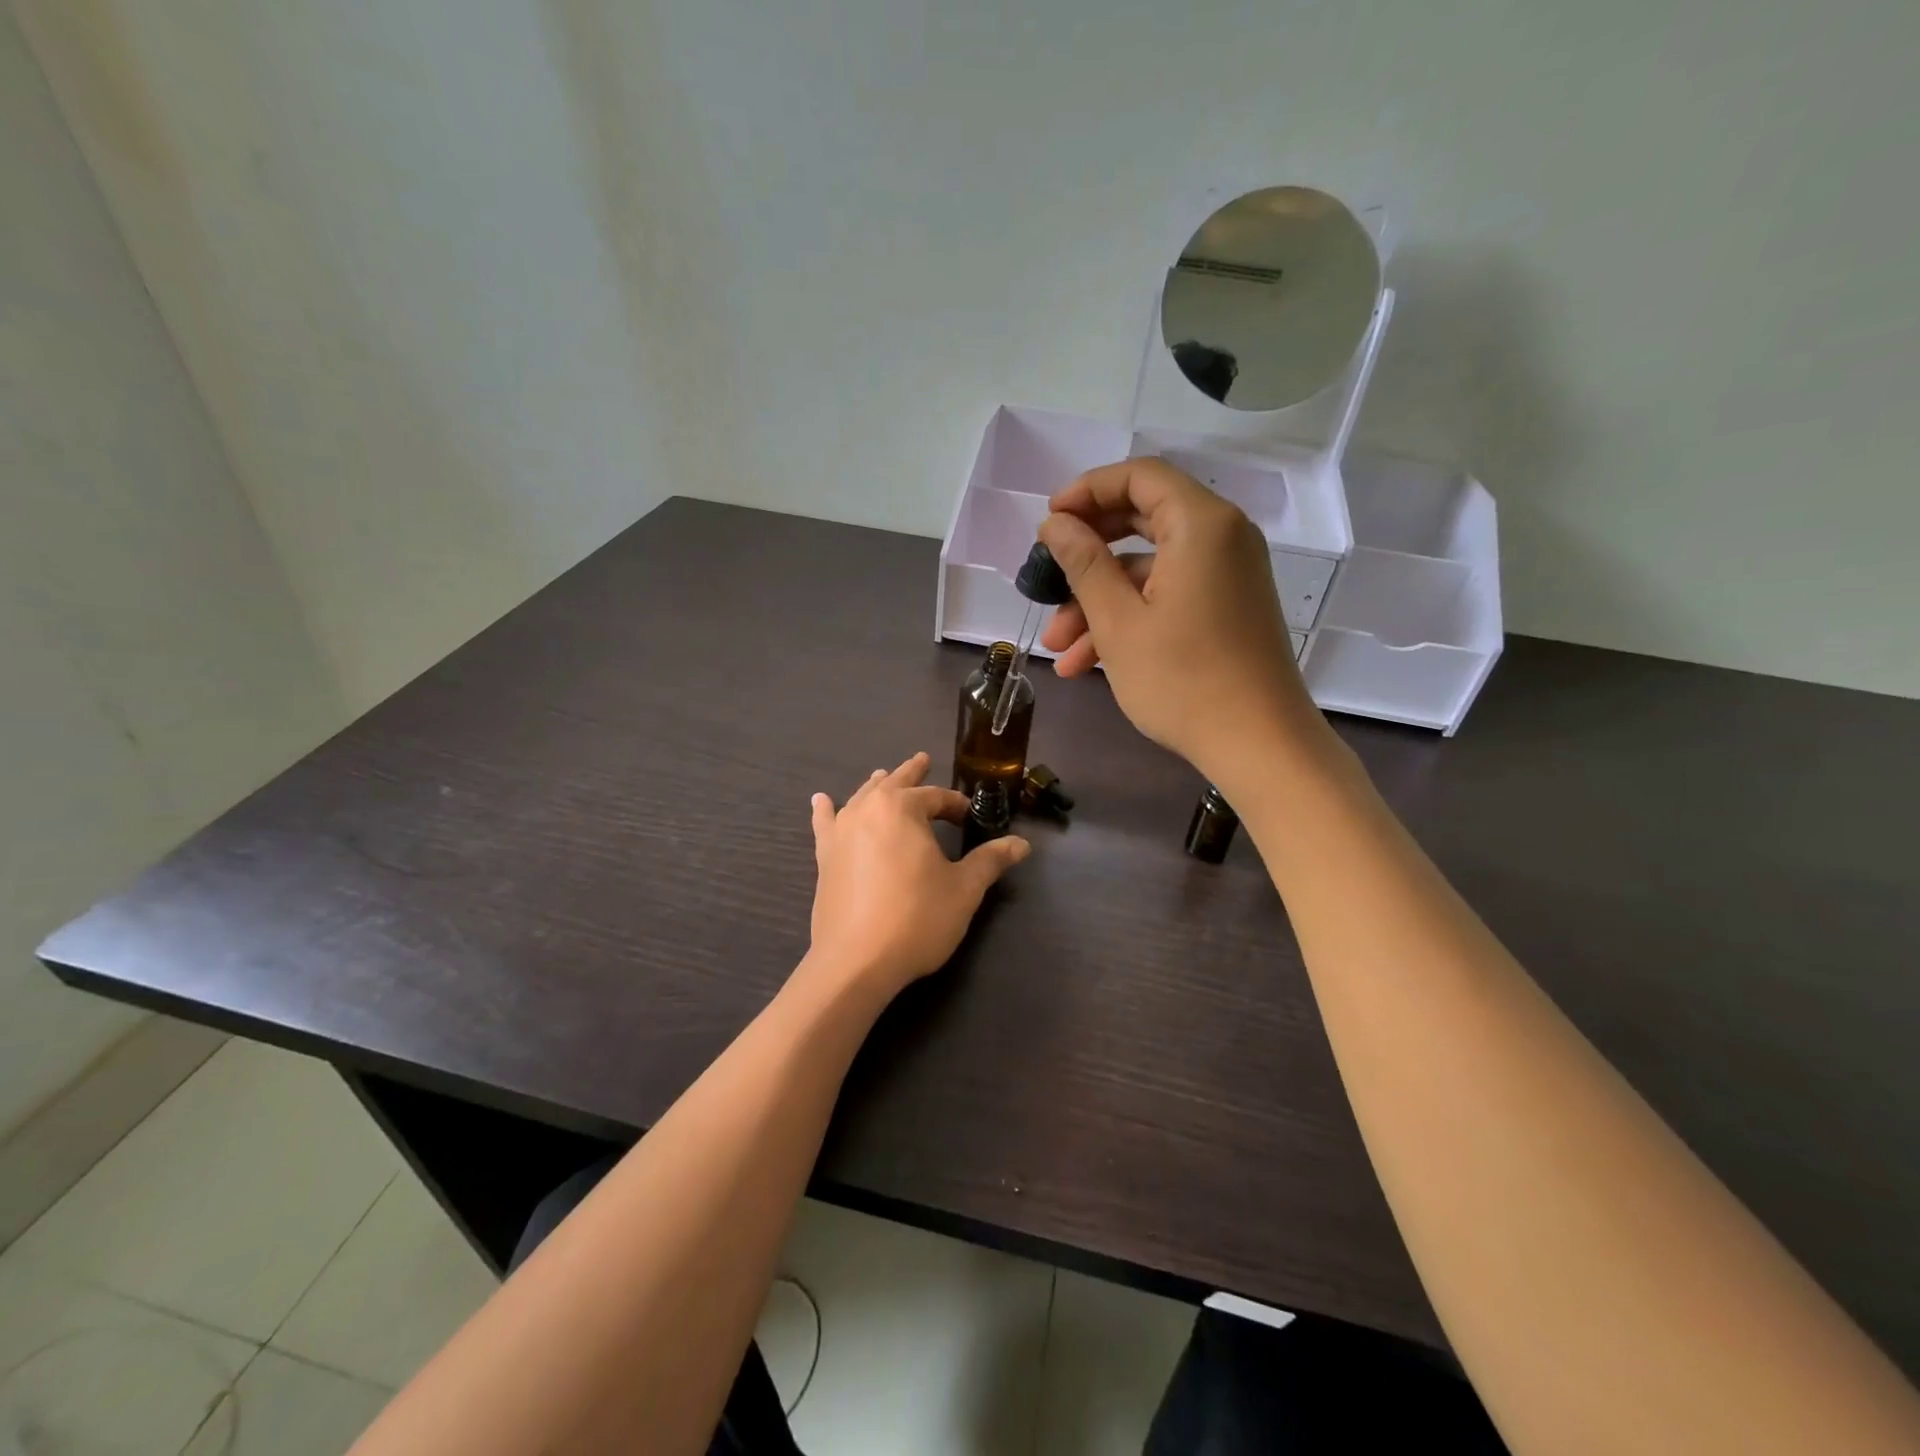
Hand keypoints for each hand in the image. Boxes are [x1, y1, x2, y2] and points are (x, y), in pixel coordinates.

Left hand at [804, 752, 1029, 1000]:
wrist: (856, 961)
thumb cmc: (916, 919)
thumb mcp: (963, 889)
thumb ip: (990, 861)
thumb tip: (1021, 844)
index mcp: (903, 809)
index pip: (935, 797)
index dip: (955, 805)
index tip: (969, 817)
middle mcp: (867, 810)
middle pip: (894, 784)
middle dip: (912, 773)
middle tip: (923, 760)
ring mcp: (841, 832)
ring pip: (862, 798)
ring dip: (877, 786)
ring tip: (883, 775)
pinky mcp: (825, 857)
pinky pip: (825, 824)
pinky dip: (825, 810)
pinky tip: (821, 800)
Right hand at [1037, 458, 1321, 780]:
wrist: (1259, 744)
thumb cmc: (1182, 680)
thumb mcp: (1118, 621)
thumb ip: (1083, 563)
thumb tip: (1055, 524)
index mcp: (1201, 524)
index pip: (1140, 476)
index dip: (1088, 491)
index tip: (1048, 522)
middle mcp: (1222, 538)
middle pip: (1143, 520)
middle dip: (1087, 554)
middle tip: (1047, 576)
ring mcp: (1227, 576)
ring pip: (1149, 570)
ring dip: (1099, 603)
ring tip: (1057, 647)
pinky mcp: (1226, 609)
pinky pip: (1169, 597)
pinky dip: (1129, 620)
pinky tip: (1086, 663)